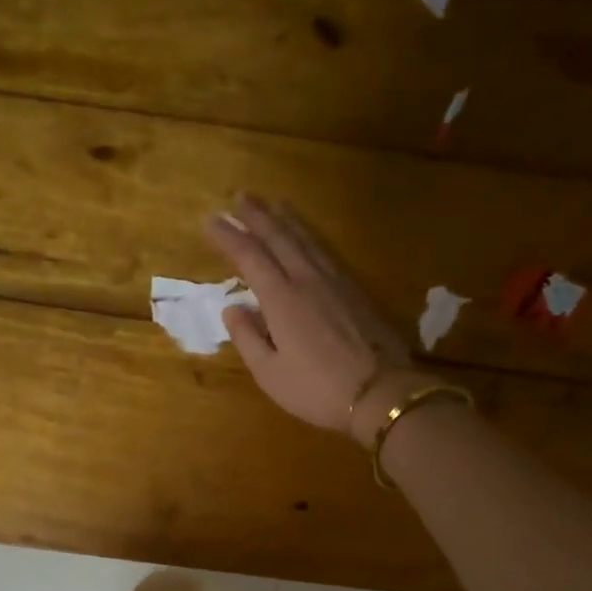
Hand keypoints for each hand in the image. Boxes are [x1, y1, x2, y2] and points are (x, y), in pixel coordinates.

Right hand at [204, 195, 411, 440]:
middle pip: (279, 237)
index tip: (210, 220)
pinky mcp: (355, 291)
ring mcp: (335, 282)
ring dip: (285, 219)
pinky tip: (307, 238)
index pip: (249, 256)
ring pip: (306, 239)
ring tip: (273, 204)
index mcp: (281, 299)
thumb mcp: (270, 374)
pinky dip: (310, 236)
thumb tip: (233, 308)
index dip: (228, 236)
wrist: (381, 393)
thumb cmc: (317, 390)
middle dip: (257, 215)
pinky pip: (325, 251)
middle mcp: (307, 280)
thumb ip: (248, 338)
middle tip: (240, 196)